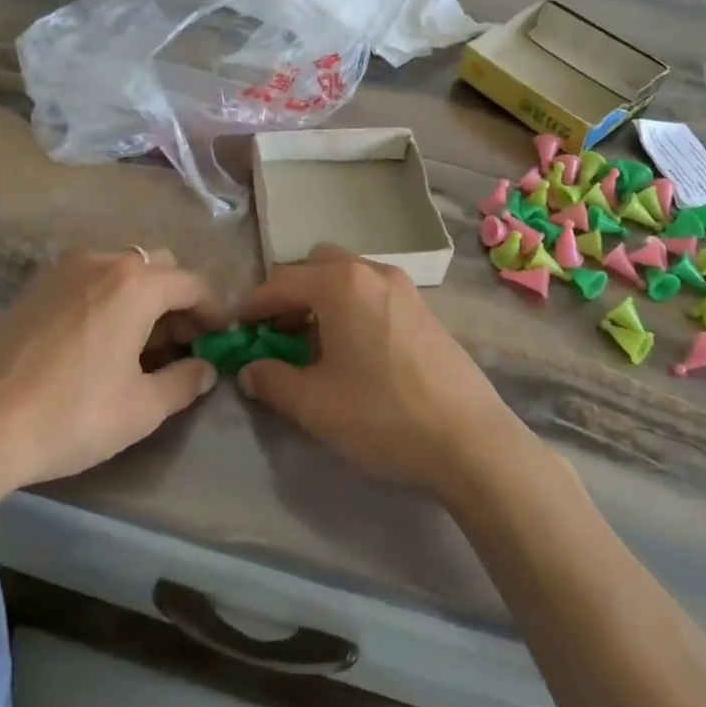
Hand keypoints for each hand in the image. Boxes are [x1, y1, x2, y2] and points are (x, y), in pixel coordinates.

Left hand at [0, 249, 219, 550]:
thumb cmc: (73, 415)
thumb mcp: (142, 408)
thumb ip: (185, 382)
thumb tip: (205, 368)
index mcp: (137, 284)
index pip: (192, 284)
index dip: (212, 311)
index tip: (217, 340)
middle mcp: (104, 262)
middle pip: (158, 267)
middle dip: (176, 300)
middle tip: (178, 344)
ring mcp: (64, 269)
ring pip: (121, 269)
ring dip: (140, 297)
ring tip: (136, 344)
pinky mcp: (35, 285)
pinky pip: (88, 279)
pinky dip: (106, 298)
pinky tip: (95, 340)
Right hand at [234, 245, 530, 498]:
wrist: (470, 439)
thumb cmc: (382, 415)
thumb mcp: (314, 404)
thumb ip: (272, 380)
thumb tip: (249, 370)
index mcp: (341, 283)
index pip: (281, 282)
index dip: (252, 305)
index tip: (235, 330)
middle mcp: (372, 272)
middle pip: (316, 266)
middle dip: (290, 294)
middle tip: (276, 334)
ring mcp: (404, 288)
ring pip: (347, 277)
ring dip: (321, 300)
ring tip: (313, 346)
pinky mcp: (424, 310)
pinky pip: (372, 293)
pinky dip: (350, 307)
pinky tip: (353, 352)